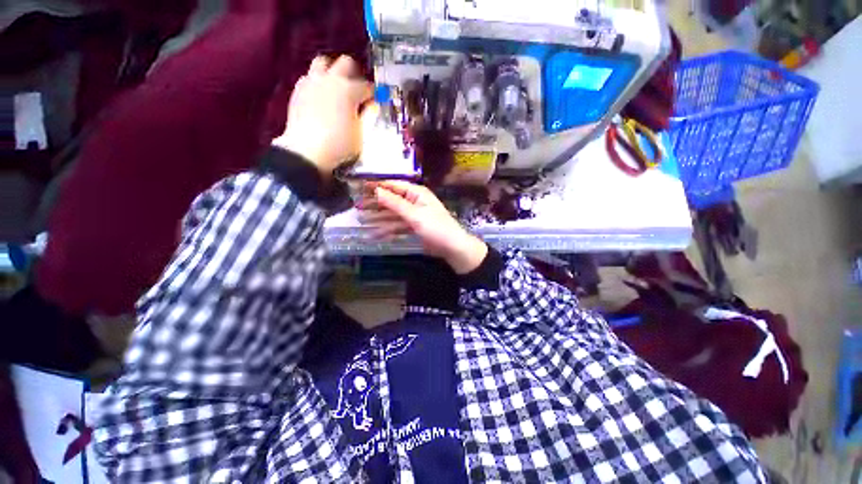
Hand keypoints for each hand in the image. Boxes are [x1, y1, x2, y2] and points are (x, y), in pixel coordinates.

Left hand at [273, 55, 372, 177]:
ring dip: (332, 72)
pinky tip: (321, 98)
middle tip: (357, 90)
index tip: (375, 101)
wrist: (307, 151)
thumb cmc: (340, 144)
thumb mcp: (361, 133)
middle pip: (345, 63)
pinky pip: (309, 77)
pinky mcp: (298, 90)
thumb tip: (372, 105)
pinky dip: (318, 83)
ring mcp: (311, 82)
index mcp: (349, 89)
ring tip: (336, 89)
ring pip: (323, 63)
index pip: (367, 86)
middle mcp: (330, 79)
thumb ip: (368, 116)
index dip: (374, 94)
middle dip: (354, 74)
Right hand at [359, 181, 487, 273]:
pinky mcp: (413, 227)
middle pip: (391, 201)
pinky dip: (387, 229)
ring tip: (361, 221)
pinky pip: (397, 226)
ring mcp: (413, 215)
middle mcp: (414, 201)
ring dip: (379, 218)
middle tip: (357, 207)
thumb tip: (377, 190)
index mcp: (417, 193)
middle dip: (375, 204)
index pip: (393, 186)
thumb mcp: (415, 215)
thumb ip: (395, 203)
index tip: (360, 188)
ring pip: (392, 214)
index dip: (377, 186)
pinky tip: (375, 234)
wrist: (452, 247)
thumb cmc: (436, 228)